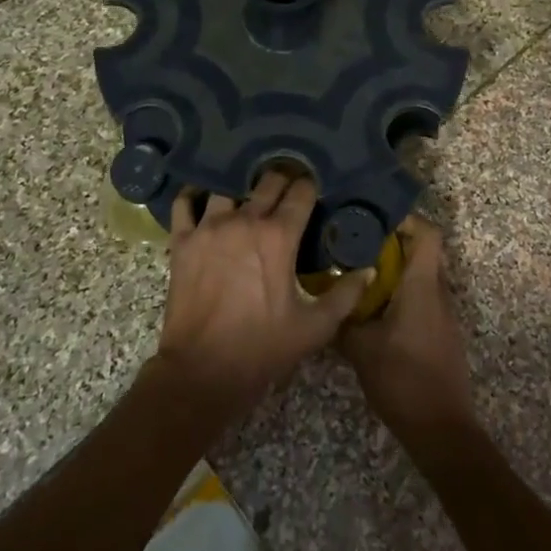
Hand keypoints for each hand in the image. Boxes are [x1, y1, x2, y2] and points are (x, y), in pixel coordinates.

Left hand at [153, 171, 370, 416]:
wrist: (202, 371)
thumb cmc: (261, 348)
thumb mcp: (314, 328)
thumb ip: (345, 295)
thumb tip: (368, 270)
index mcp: (279, 236)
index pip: (301, 192)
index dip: (311, 187)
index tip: (314, 190)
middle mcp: (244, 220)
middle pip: (268, 181)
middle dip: (282, 179)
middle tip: (288, 188)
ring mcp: (209, 226)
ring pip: (228, 187)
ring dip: (241, 188)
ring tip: (247, 196)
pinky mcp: (182, 239)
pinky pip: (185, 203)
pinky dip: (193, 196)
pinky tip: (202, 199)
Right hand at [339, 217, 474, 437]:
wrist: (441, 429)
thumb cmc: (402, 379)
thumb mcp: (360, 348)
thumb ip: (342, 318)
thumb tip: (323, 298)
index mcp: (422, 286)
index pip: (428, 233)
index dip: (405, 219)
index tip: (374, 221)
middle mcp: (438, 292)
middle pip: (423, 251)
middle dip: (393, 243)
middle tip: (358, 244)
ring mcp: (443, 313)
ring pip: (422, 275)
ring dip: (396, 269)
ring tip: (360, 273)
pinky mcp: (441, 332)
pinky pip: (423, 297)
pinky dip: (402, 292)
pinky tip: (374, 308)